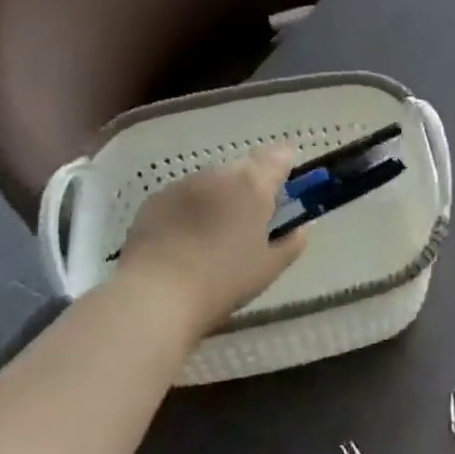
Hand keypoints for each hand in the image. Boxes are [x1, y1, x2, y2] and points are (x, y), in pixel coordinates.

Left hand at [112, 145, 307, 337]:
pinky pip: (183, 196)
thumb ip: (291, 243)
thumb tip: (300, 230)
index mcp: (254, 185)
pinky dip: (189, 209)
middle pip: (245, 168)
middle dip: (251, 186)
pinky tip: (183, 240)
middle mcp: (220, 174)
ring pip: (212, 181)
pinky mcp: (155, 199)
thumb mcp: (268, 269)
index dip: (285, 168)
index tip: (284, 190)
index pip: (280, 157)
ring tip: (212, 234)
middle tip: (249, 221)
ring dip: (219, 197)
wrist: (154, 296)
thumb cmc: (222, 281)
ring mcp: (184, 183)